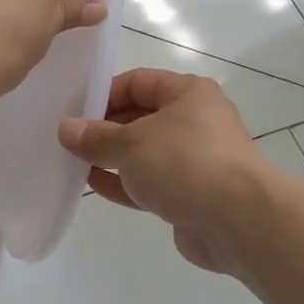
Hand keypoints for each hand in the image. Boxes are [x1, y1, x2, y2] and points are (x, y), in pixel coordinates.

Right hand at [58, 69, 267, 272]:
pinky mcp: (192, 195)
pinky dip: (124, 183)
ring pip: (145, 154)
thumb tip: (66, 128)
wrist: (237, 220)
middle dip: (105, 129)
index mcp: (189, 94)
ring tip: (73, 163)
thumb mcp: (131, 143)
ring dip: (112, 158)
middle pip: (142, 118)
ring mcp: (195, 161)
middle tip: (68, 141)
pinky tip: (93, 185)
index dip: (105, 93)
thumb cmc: (184, 163)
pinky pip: (152, 183)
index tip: (74, 111)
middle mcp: (196, 122)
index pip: (139, 82)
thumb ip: (96, 137)